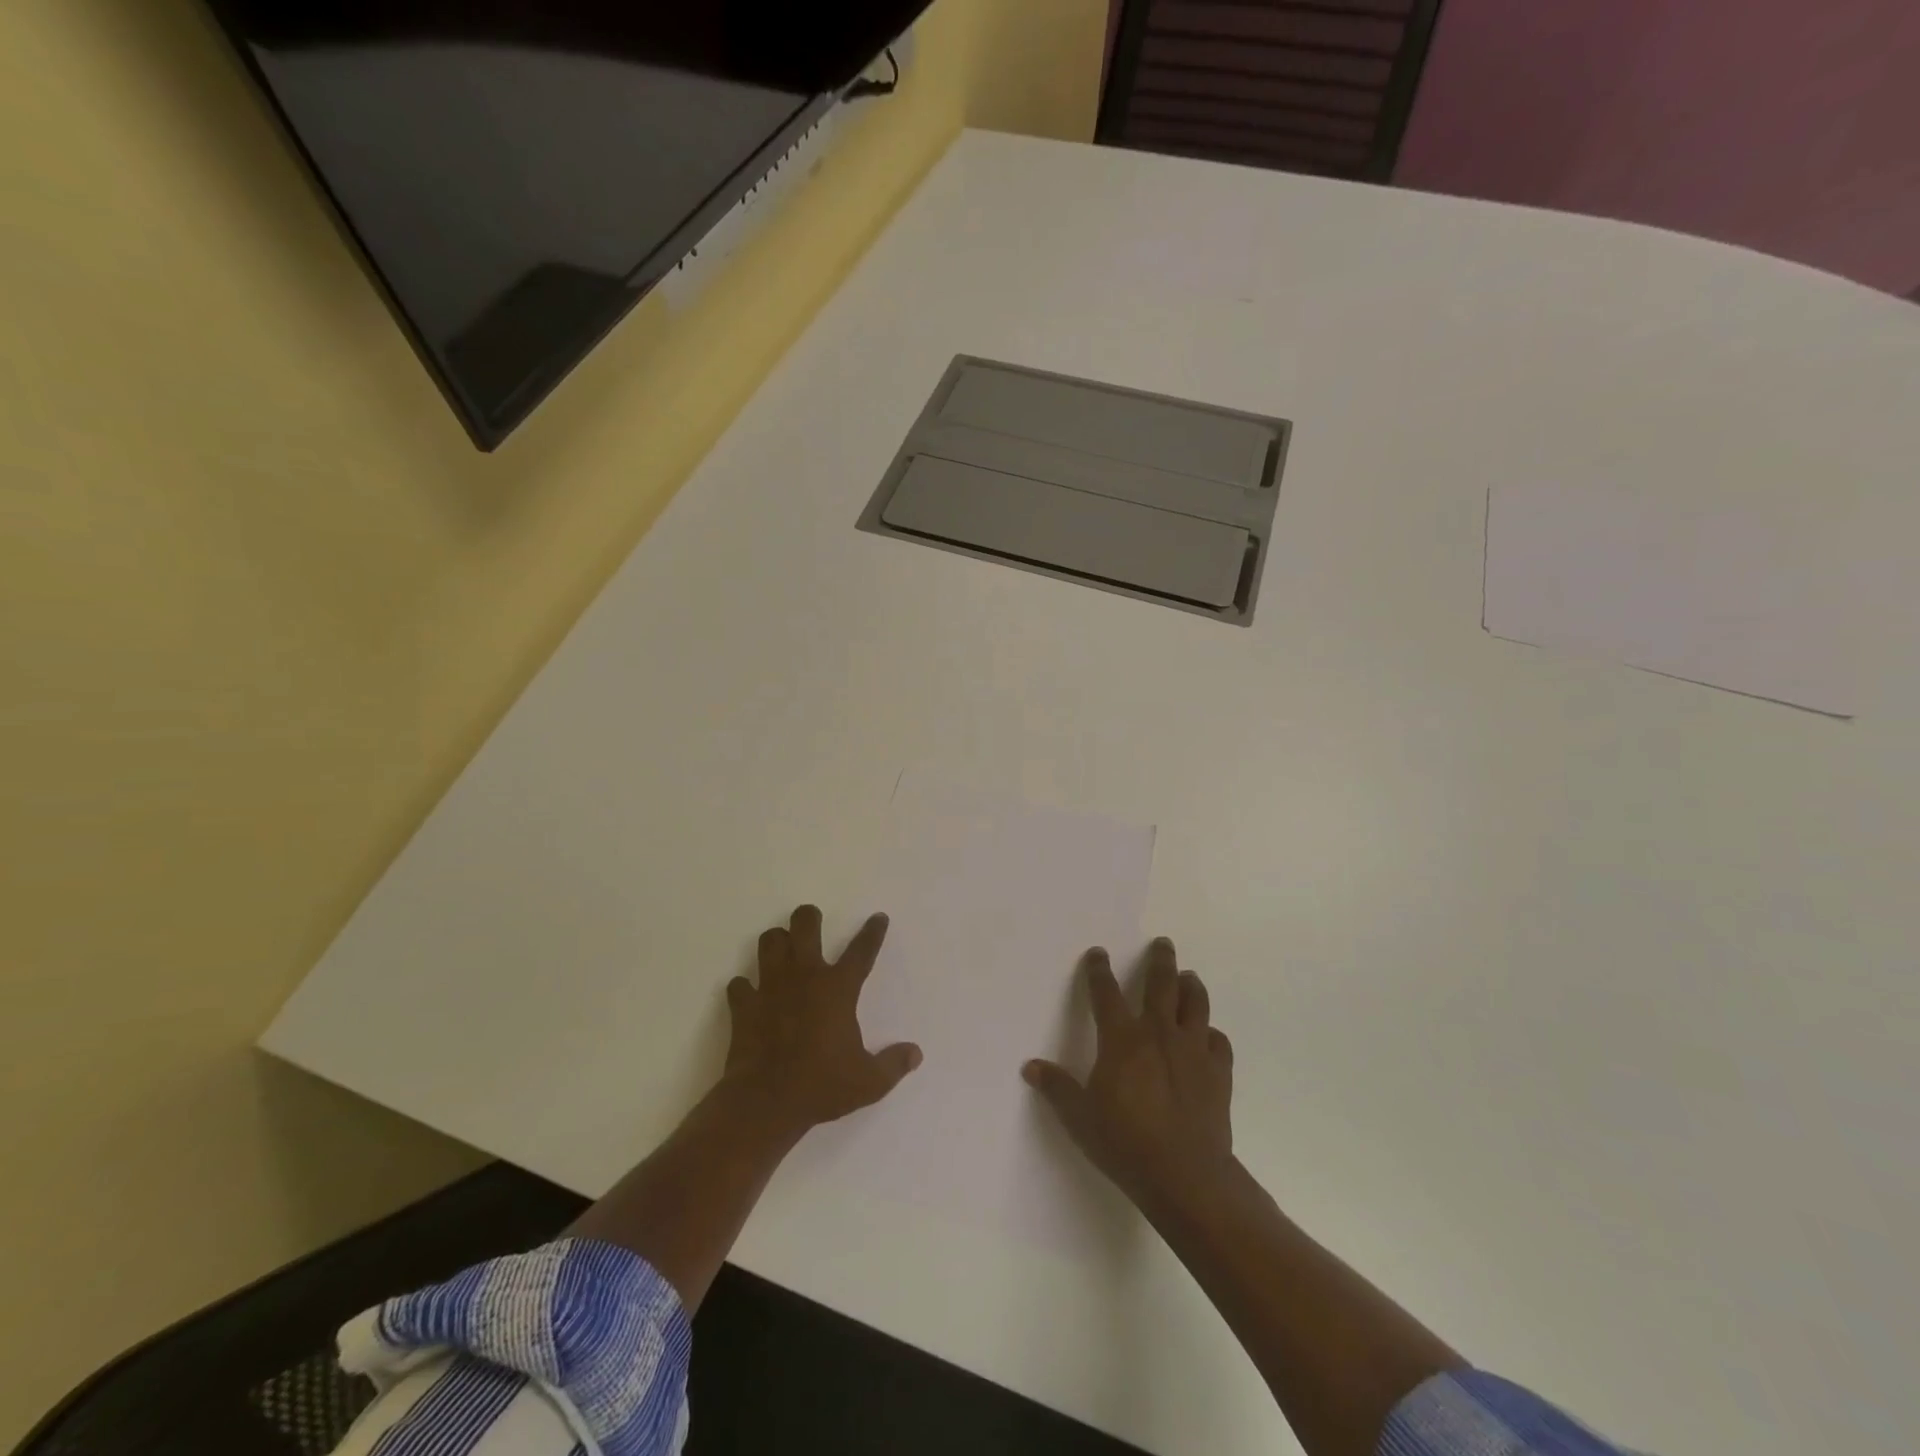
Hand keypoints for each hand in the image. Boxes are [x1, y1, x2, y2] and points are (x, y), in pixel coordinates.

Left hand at [723, 904, 921, 1139]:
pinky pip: (740, 983)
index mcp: (838, 989)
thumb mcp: (869, 1082)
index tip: (878, 917)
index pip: (862, 950)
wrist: (766, 1102)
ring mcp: (770, 987)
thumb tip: (915, 1053)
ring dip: (777, 941)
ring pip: (770, 942)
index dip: (872, 932)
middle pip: (805, 925)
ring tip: (783, 950)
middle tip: (812, 922)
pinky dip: (745, 986)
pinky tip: (750, 994)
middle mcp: (805, 976)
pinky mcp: (744, 1005)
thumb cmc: (821, 1086)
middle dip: (809, 917)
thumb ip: (894, 1064)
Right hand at [1024, 936, 1234, 1215]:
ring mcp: (1193, 1050)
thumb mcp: (1080, 1118)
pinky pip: (1218, 1042)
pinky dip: (1212, 1034)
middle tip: (1163, 943)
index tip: (1099, 953)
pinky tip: (1209, 1036)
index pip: (1106, 992)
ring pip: (1196, 1004)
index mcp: (1122, 1038)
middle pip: (1161, 983)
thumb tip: (1030, 1066)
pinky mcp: (1218, 1072)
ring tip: (1189, 976)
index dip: (1099, 970)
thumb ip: (1057, 1088)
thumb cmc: (1126, 1143)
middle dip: (1160, 960)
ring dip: (1191, 986)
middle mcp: (1159, 1033)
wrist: (1186, 1176)